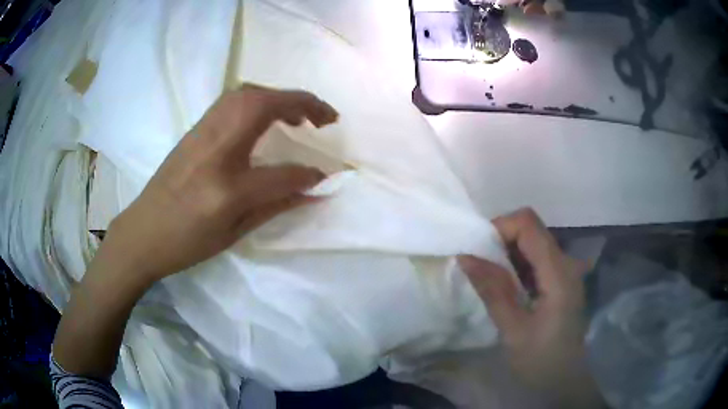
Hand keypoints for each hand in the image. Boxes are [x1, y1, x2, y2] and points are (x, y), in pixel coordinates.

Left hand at [107, 84, 338, 284]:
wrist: (142, 232)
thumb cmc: (186, 241)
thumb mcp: (234, 232)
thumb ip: (276, 205)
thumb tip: (312, 189)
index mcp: (226, 188)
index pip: (282, 173)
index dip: (309, 174)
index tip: (325, 175)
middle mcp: (214, 148)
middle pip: (264, 106)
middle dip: (303, 103)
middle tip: (326, 118)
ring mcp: (202, 132)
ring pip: (247, 93)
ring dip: (280, 96)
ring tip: (299, 115)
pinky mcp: (195, 128)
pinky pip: (232, 99)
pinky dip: (259, 98)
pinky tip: (265, 116)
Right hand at [459, 208, 600, 405]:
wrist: (564, 381)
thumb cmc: (540, 360)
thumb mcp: (513, 330)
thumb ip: (492, 290)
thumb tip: (465, 256)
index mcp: (558, 272)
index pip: (529, 224)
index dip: (501, 227)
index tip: (478, 250)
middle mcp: (566, 263)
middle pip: (532, 229)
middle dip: (502, 239)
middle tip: (479, 265)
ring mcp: (566, 271)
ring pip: (534, 242)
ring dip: (508, 252)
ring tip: (489, 276)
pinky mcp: (562, 281)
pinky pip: (537, 259)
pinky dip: (517, 264)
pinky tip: (507, 286)